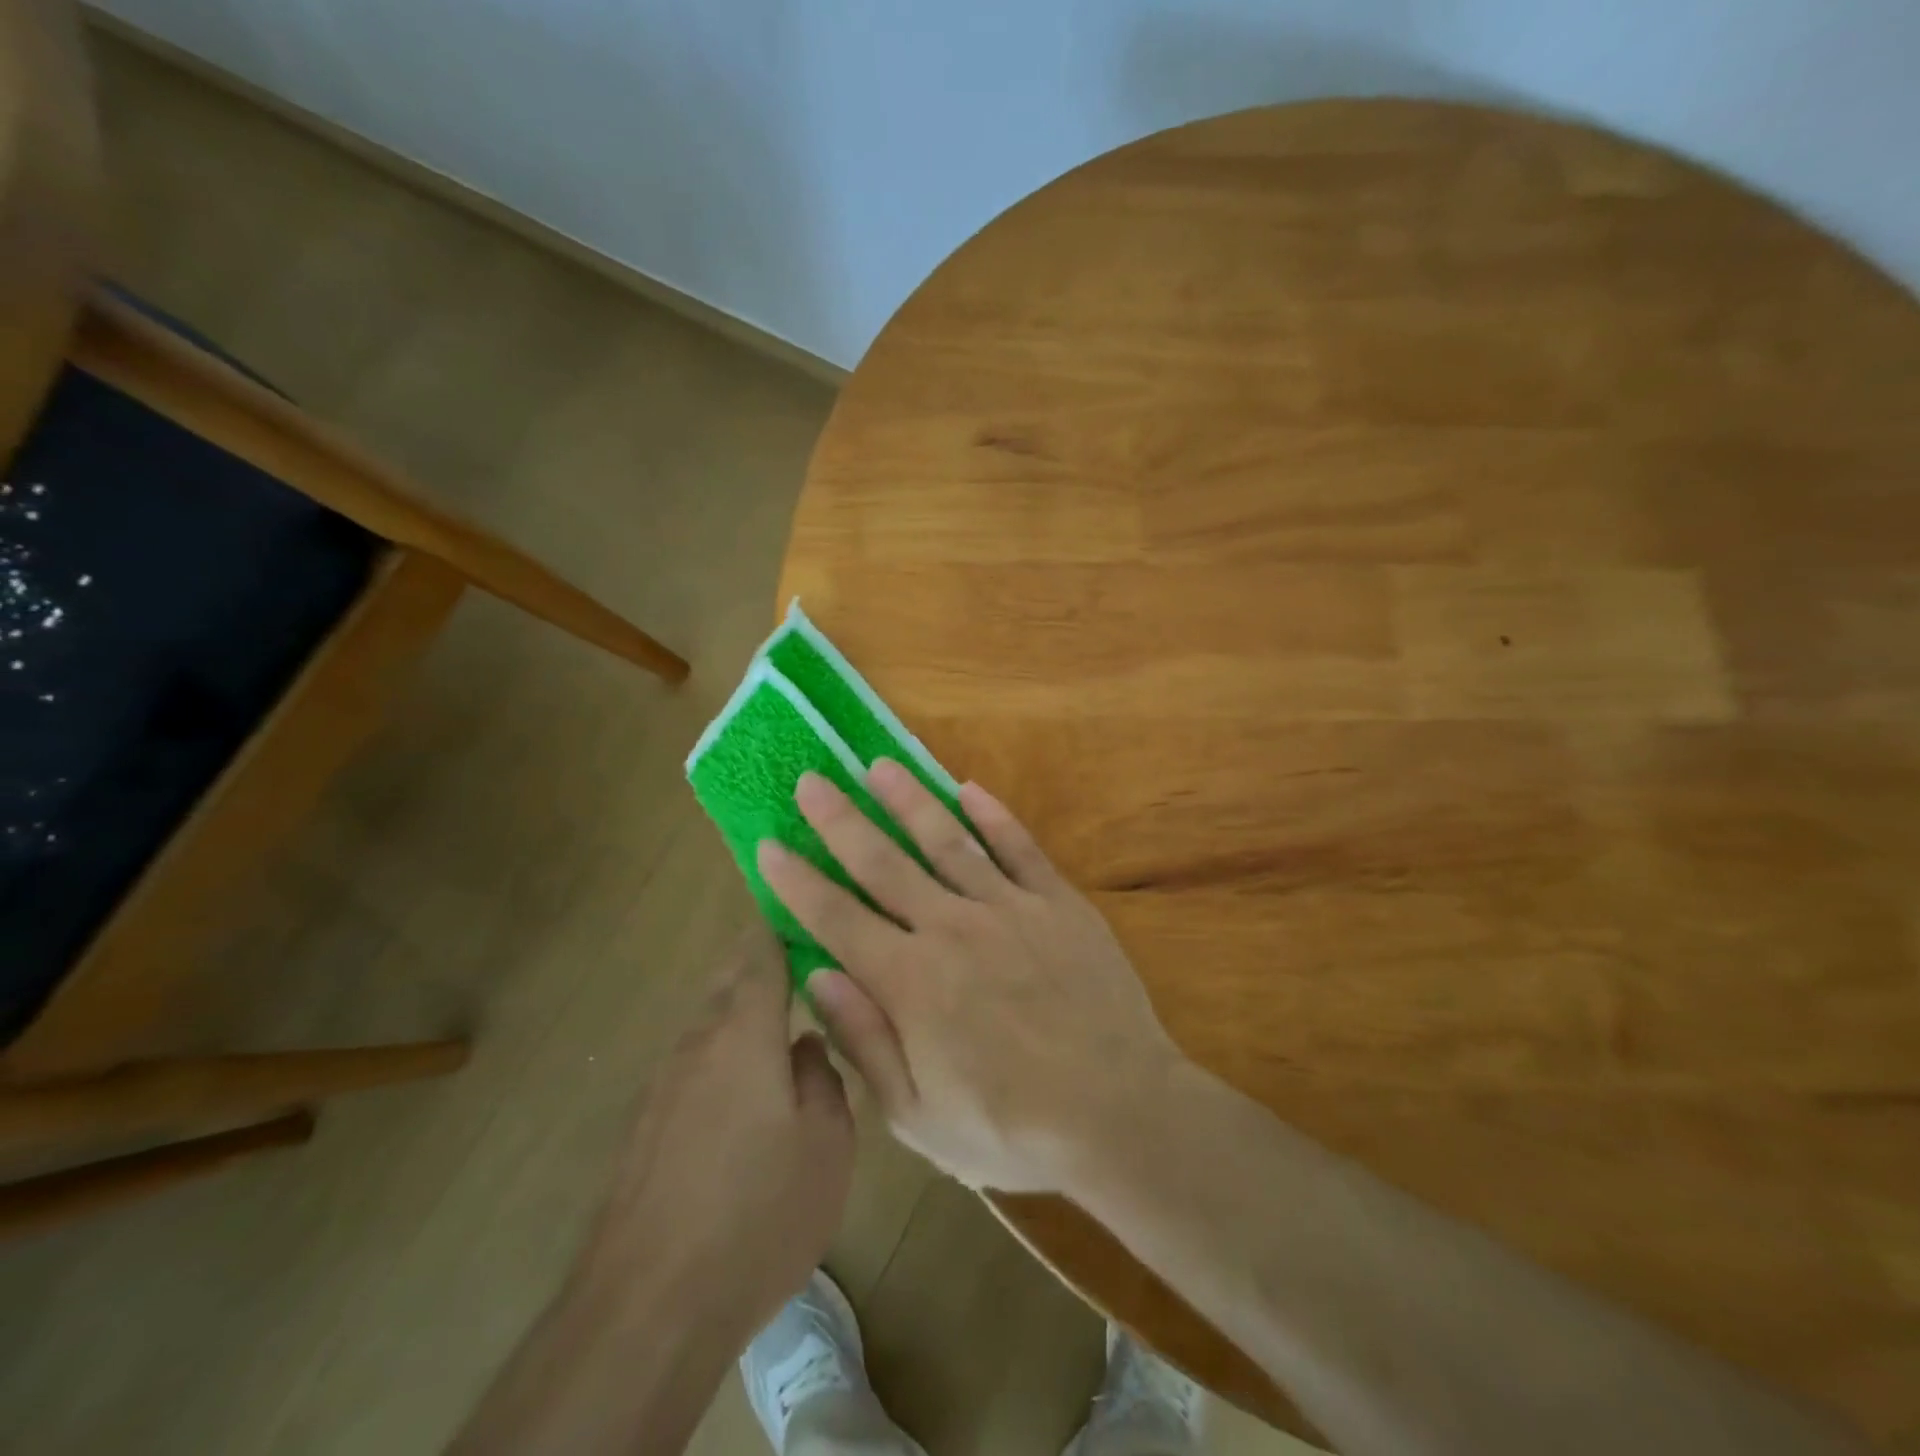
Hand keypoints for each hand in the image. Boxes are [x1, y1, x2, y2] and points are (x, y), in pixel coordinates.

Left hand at [579, 924, 853, 1341]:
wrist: (648, 1307)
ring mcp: (664, 1081)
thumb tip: (805, 1045)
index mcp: (744, 1029)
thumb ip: (823, 1076)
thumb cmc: (758, 1212)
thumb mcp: (827, 1142)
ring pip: (710, 1021)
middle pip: (729, 978)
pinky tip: (748, 1095)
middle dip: (765, 964)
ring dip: (745, 1012)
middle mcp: (697, 1040)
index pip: (760, 949)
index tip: (811, 913)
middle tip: (810, 969)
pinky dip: (724, 1056)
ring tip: (787, 1029)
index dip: (784, 924)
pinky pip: (695, 1063)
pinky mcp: (646, 1123)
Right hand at [757, 761, 1180, 1192]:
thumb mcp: (919, 1115)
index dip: (798, 881)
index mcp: (911, 981)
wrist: (1120, 1113)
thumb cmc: (1012, 1129)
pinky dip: (993, 816)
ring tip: (879, 766)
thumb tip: (818, 975)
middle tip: (811, 780)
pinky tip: (969, 788)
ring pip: (947, 841)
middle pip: (884, 863)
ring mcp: (1009, 908)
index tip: (769, 844)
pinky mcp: (1058, 903)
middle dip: (840, 820)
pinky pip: (1019, 848)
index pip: (837, 919)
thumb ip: (866, 1039)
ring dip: (909, 800)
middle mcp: (951, 928)